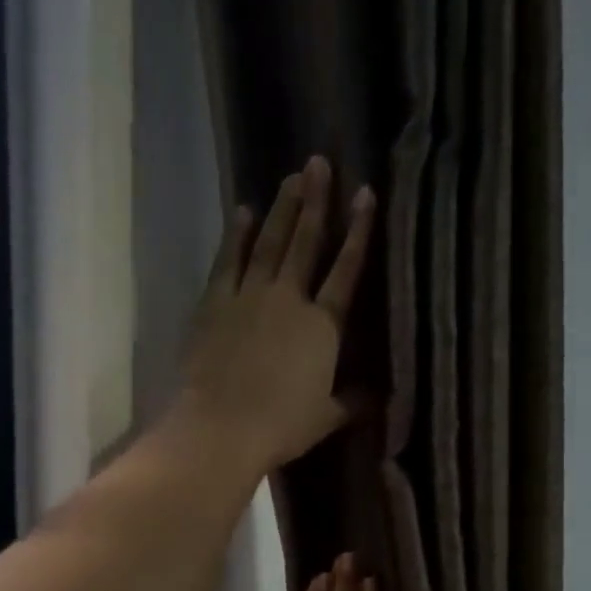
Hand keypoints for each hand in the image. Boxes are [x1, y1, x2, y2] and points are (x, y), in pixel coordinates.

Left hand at [179, 156, 376, 472]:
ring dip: (281, 209)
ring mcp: (248, 297)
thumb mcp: (326, 419)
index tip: (365, 193)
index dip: (358, 231)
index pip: (346, 270)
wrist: (221, 428)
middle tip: (318, 162)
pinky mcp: (214, 305)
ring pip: (269, 243)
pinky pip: (228, 262)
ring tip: (290, 177)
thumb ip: (351, 402)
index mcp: (323, 326)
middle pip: (305, 243)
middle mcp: (288, 299)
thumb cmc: (280, 426)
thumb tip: (376, 398)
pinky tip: (242, 213)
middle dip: (315, 201)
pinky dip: (235, 236)